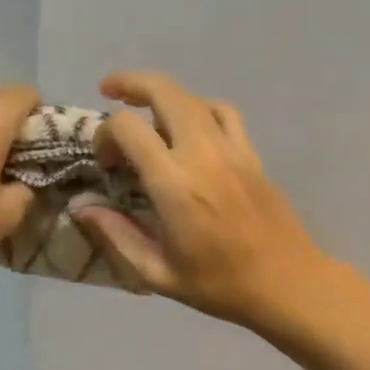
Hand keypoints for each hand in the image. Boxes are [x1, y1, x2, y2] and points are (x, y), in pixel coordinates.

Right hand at [73, 71, 330, 329]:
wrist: (287, 284)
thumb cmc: (219, 285)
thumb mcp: (158, 272)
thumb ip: (117, 234)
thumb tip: (82, 207)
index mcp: (174, 184)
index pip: (128, 128)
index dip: (105, 135)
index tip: (105, 163)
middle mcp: (202, 154)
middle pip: (164, 91)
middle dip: (130, 84)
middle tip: (108, 91)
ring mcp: (232, 150)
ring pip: (193, 97)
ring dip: (163, 93)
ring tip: (144, 107)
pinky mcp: (252, 154)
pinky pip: (224, 113)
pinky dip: (199, 107)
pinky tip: (189, 125)